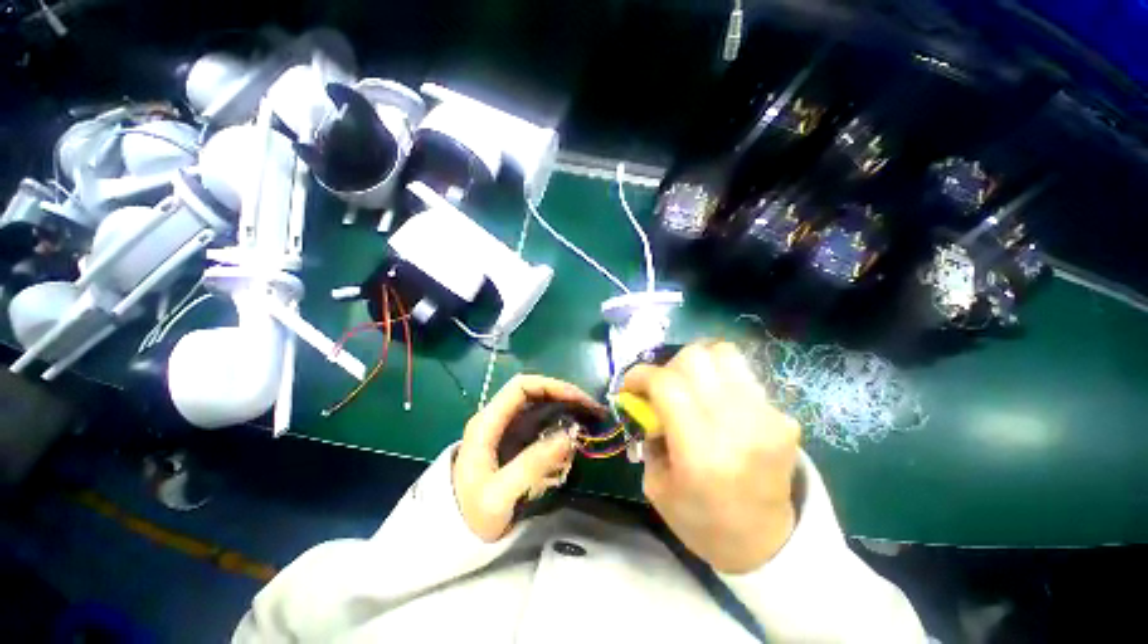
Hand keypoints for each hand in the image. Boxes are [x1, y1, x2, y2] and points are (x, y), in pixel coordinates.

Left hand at [453, 375, 604, 541]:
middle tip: (593, 409)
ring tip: (591, 418)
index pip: (521, 386)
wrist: (453, 534)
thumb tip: (569, 436)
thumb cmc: (471, 515)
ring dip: (566, 408)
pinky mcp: (515, 440)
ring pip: (541, 405)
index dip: (551, 386)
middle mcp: (497, 418)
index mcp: (487, 423)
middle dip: (565, 396)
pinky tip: (576, 433)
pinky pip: (542, 422)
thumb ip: (532, 465)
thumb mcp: (499, 496)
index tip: (578, 399)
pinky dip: (562, 423)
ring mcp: (507, 428)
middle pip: (535, 392)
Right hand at [623, 341, 800, 573]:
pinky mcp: (784, 417)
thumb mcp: (657, 485)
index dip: (640, 375)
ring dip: (698, 365)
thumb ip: (648, 433)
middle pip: (695, 358)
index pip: (667, 384)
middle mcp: (737, 426)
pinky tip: (719, 404)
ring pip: (723, 353)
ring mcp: (767, 417)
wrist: (766, 544)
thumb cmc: (702, 522)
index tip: (630, 384)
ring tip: (692, 387)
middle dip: (669, 367)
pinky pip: (743, 376)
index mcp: (701, 451)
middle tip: (664, 388)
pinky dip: (722, 380)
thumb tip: (645, 399)